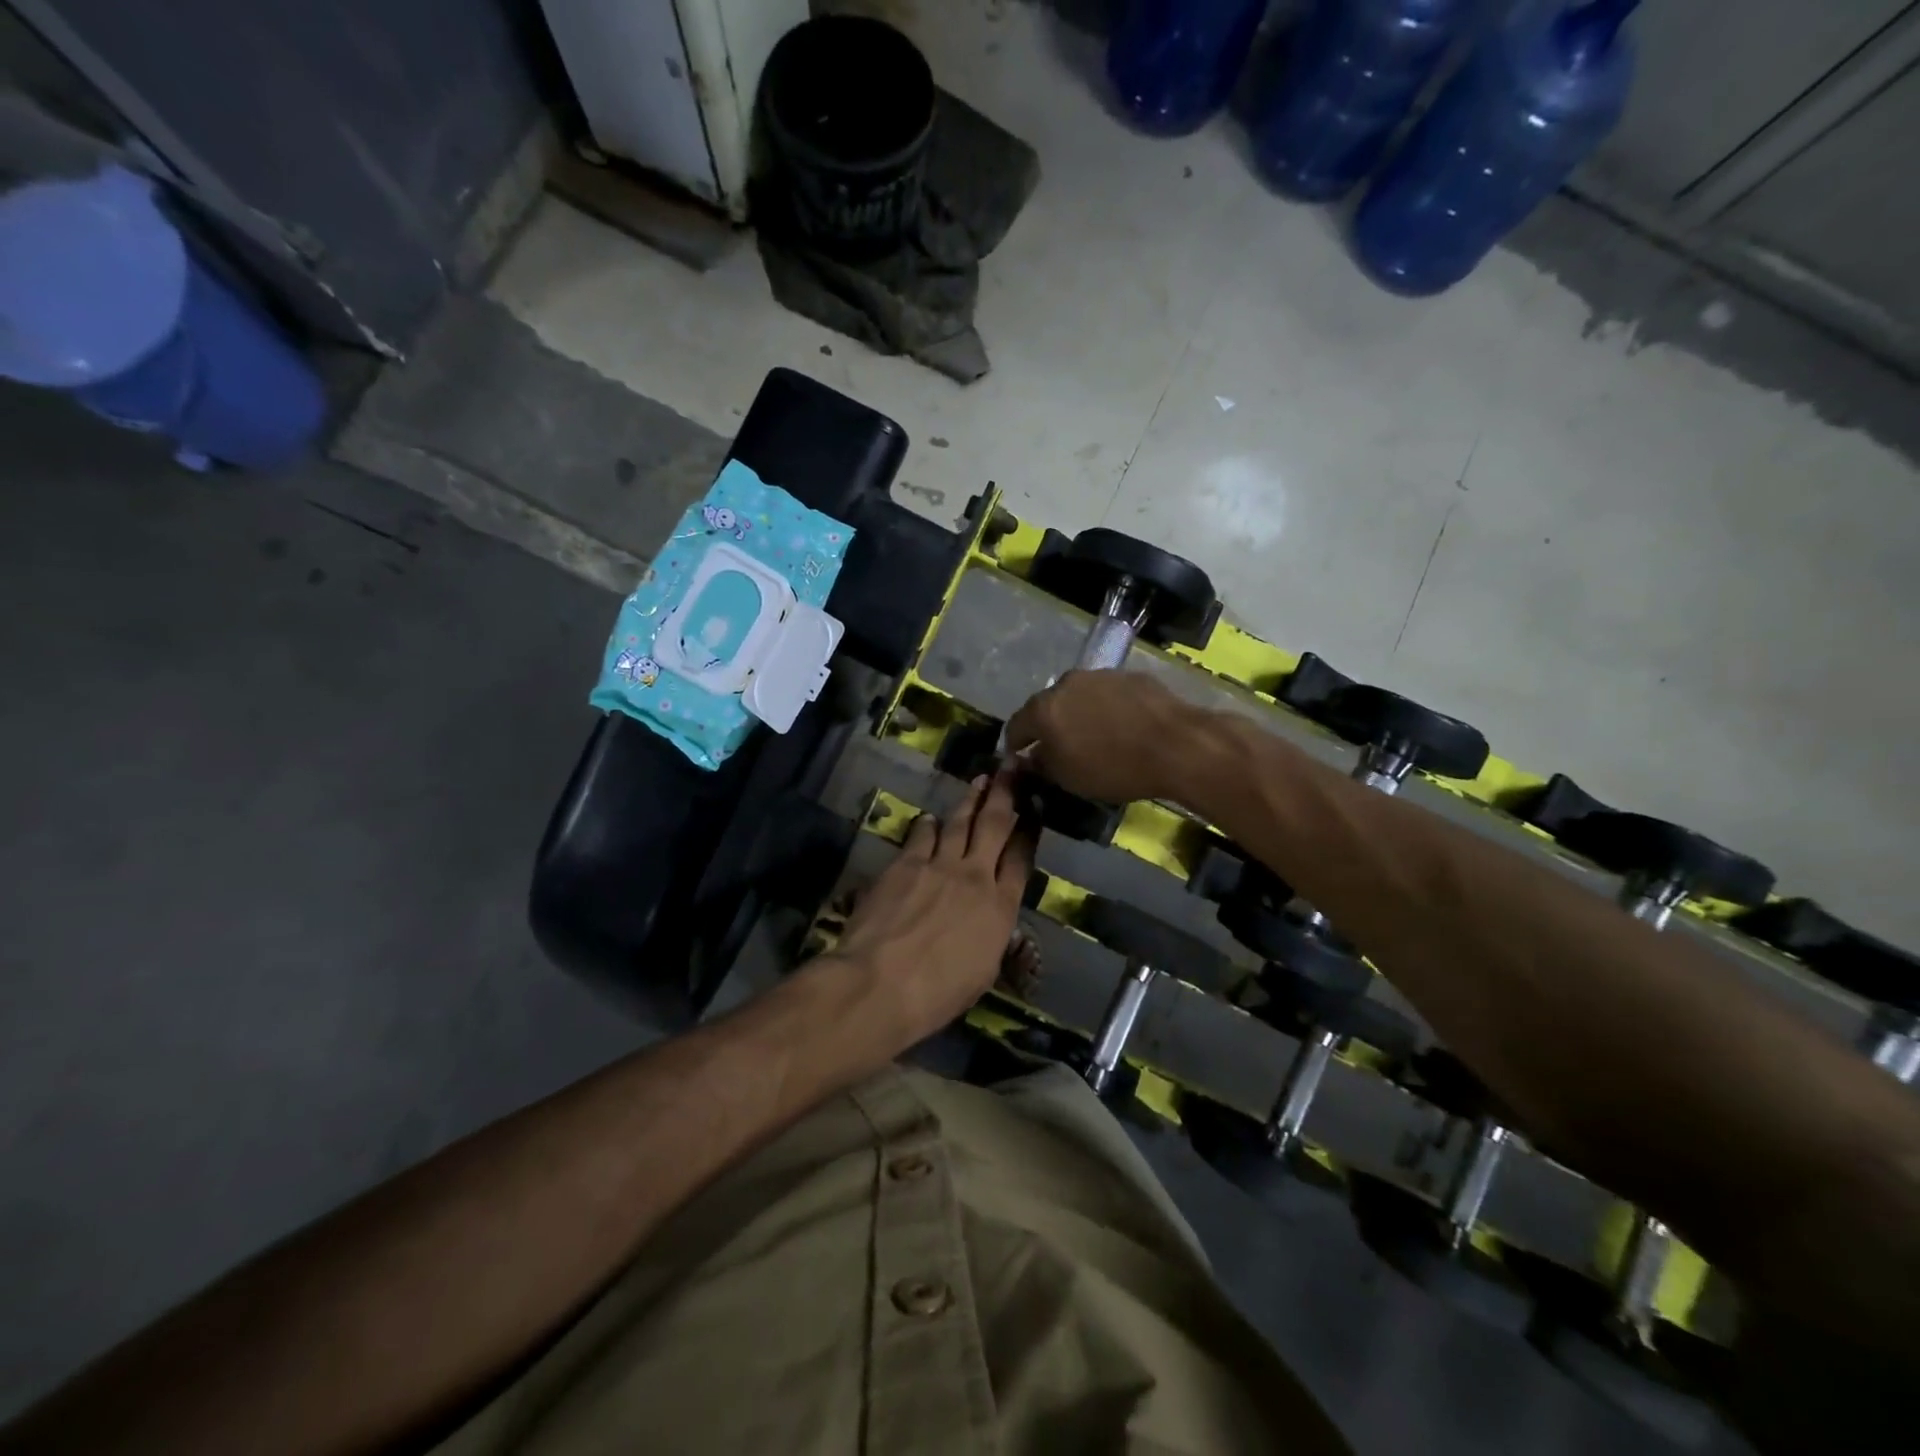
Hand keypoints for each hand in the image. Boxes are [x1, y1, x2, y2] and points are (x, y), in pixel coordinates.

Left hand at [826, 768, 1035, 1050]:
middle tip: (1013, 767)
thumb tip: (993, 921)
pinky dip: (928, 825)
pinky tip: (930, 818)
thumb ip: (992, 937)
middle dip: (1006, 794)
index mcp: (1000, 907)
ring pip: (959, 823)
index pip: (1021, 859)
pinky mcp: (905, 864)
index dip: (1029, 831)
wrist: (882, 982)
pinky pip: (921, 836)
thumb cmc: (937, 993)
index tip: (1034, 807)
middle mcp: (974, 876)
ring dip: (971, 800)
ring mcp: (938, 865)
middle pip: (995, 826)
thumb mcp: (982, 973)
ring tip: (980, 781)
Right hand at [1005, 670, 1201, 804]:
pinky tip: (1122, 727)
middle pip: (1047, 707)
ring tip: (1094, 737)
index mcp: (1043, 709)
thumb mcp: (1068, 778)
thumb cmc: (1113, 767)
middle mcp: (1066, 683)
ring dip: (1079, 715)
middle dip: (1048, 727)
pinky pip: (1108, 695)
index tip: (1017, 759)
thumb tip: (1030, 758)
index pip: (1015, 726)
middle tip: (1059, 748)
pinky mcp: (1130, 676)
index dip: (1013, 745)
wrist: (1176, 745)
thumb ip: (1040, 765)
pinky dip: (1107, 709)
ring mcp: (1100, 675)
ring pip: (1078, 697)